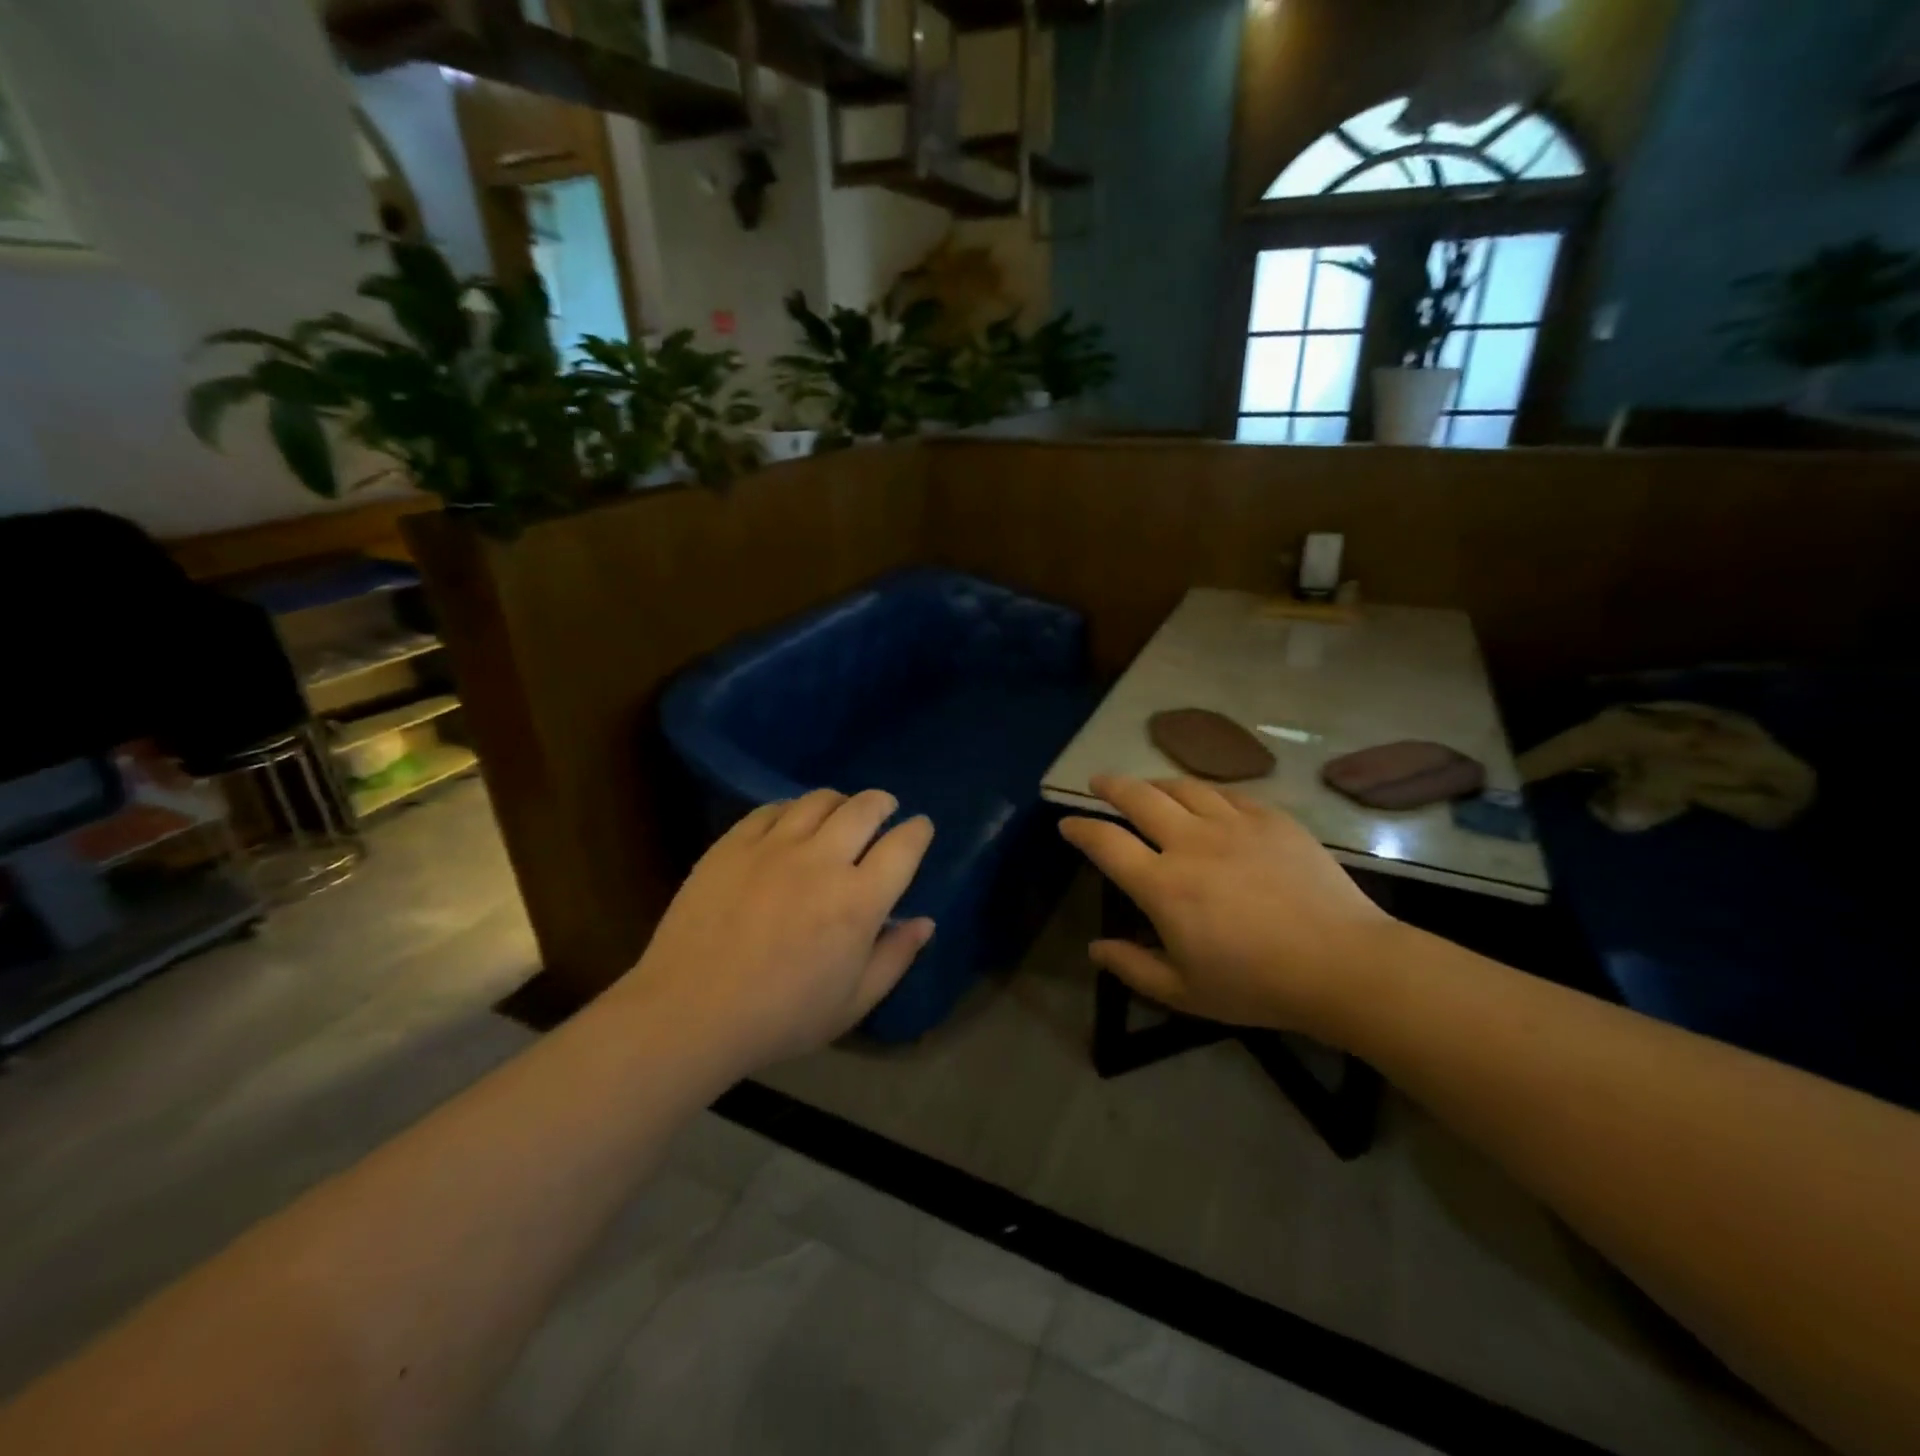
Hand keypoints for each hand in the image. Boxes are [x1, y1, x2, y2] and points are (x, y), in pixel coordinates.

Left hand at [618, 789, 934, 1076]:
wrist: (690, 1012)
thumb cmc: (780, 1018)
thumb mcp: (852, 1003)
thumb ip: (895, 958)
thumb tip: (925, 922)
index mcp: (858, 901)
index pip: (903, 846)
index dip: (918, 831)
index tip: (920, 828)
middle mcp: (822, 861)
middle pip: (865, 808)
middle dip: (883, 803)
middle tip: (884, 809)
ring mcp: (774, 846)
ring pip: (819, 800)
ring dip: (840, 801)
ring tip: (839, 813)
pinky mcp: (733, 844)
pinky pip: (772, 809)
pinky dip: (792, 809)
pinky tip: (791, 823)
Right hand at [1060, 776, 1394, 1041]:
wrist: (1344, 965)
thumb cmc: (1258, 985)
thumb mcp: (1185, 992)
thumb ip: (1133, 967)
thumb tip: (1095, 948)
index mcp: (1163, 885)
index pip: (1105, 843)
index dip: (1080, 828)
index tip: (1067, 824)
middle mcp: (1190, 842)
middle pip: (1138, 797)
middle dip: (1110, 786)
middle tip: (1098, 783)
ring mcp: (1233, 824)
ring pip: (1182, 787)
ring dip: (1155, 782)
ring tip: (1147, 786)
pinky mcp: (1271, 819)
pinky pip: (1228, 792)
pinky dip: (1205, 792)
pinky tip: (1205, 798)